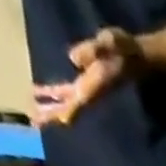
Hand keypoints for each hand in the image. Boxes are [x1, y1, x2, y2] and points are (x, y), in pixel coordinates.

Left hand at [31, 29, 145, 125]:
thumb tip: (72, 58)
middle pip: (68, 110)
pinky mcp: (83, 85)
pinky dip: (51, 96)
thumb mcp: (112, 42)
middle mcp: (88, 93)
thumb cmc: (124, 50)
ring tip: (32, 114)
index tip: (59, 121)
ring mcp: (85, 91)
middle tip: (34, 122)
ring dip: (49, 109)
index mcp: (93, 86)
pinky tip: (37, 93)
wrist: (134, 58)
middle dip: (52, 116)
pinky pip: (64, 95)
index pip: (79, 103)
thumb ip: (95, 49)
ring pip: (64, 105)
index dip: (69, 111)